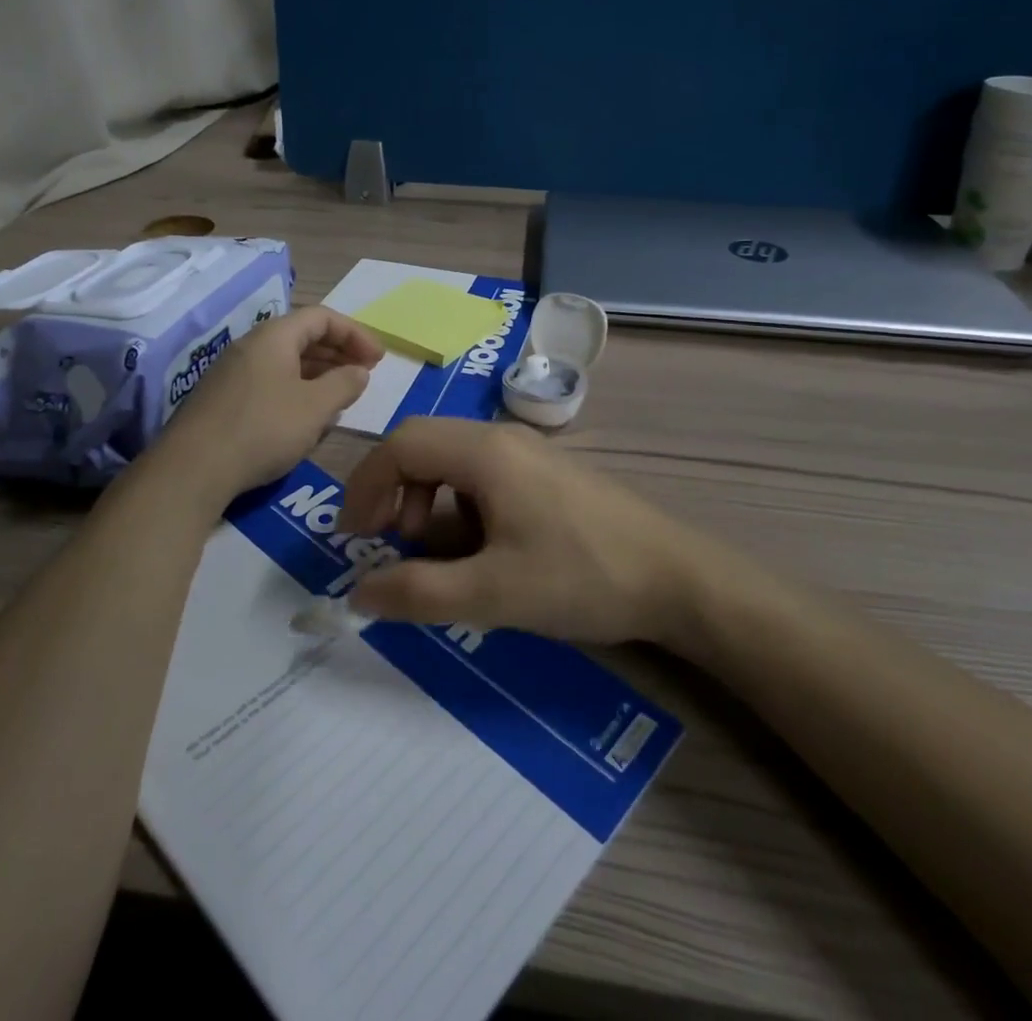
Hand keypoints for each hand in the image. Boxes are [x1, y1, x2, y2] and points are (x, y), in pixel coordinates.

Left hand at [162, 305, 382, 500]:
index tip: (378, 359)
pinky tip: (305, 416)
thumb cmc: (263, 429)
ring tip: (341, 395)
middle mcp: (250, 345)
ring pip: (285, 361)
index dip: (355, 333)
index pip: (322, 317)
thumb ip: (344, 384)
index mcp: (274, 336)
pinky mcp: (222, 398)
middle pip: (302, 336)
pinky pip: (269, 381)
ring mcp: (232, 371)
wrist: (192, 469)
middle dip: (338, 352)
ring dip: (318, 372)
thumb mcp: (315, 407)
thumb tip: (359, 371)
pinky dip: (296, 389)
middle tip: (363, 374)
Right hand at [338, 418, 710, 646]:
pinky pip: (482, 475)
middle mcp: (501, 438)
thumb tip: (358, 594)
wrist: (676, 577)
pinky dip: (459, 506)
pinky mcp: (545, 473)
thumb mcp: (492, 594)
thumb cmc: (581, 577)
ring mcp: (528, 453)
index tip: (355, 538)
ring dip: (427, 500)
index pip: (401, 445)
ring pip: (452, 460)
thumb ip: (418, 593)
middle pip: (423, 444)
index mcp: (484, 451)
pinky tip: (480, 549)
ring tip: (436, 553)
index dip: (366, 487)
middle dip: (393, 492)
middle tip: (388, 544)